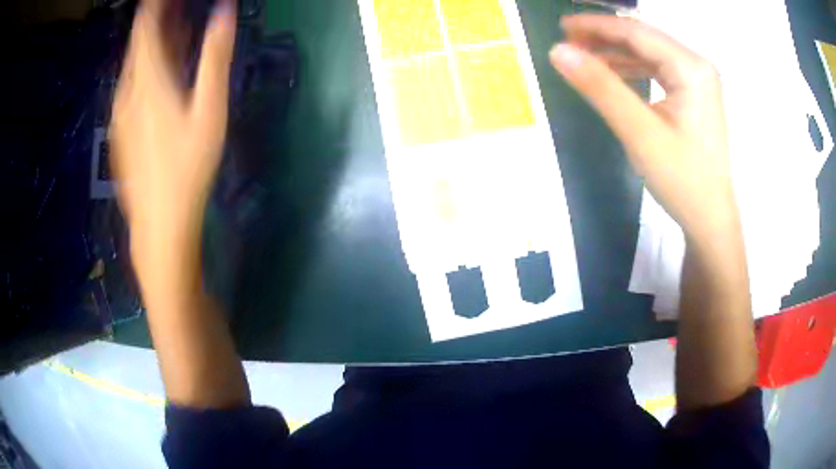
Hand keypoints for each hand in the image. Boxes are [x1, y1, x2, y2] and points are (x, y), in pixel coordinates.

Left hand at [111, 0, 249, 408]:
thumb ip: (214, 58)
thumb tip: (224, 12)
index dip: (154, 6)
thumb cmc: (187, 170)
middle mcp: (127, 93)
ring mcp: (120, 115)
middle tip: (177, 5)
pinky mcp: (121, 133)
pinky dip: (145, 71)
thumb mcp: (209, 110)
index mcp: (147, 81)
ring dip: (152, 46)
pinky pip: (131, 89)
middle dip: (156, 21)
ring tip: (174, 31)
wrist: (159, 227)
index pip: (145, 28)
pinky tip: (159, 73)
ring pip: (133, 67)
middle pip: (137, 45)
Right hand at [550, 16, 755, 409]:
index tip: (562, 26)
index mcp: (691, 68)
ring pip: (649, 53)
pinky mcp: (693, 96)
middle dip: (605, 36)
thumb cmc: (682, 180)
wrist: (710, 220)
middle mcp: (697, 67)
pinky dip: (631, 69)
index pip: (637, 33)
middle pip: (644, 38)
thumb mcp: (639, 133)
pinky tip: (611, 74)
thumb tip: (558, 52)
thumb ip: (600, 88)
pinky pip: (657, 71)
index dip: (596, 25)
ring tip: (583, 56)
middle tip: (568, 41)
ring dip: (616, 52)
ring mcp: (697, 81)